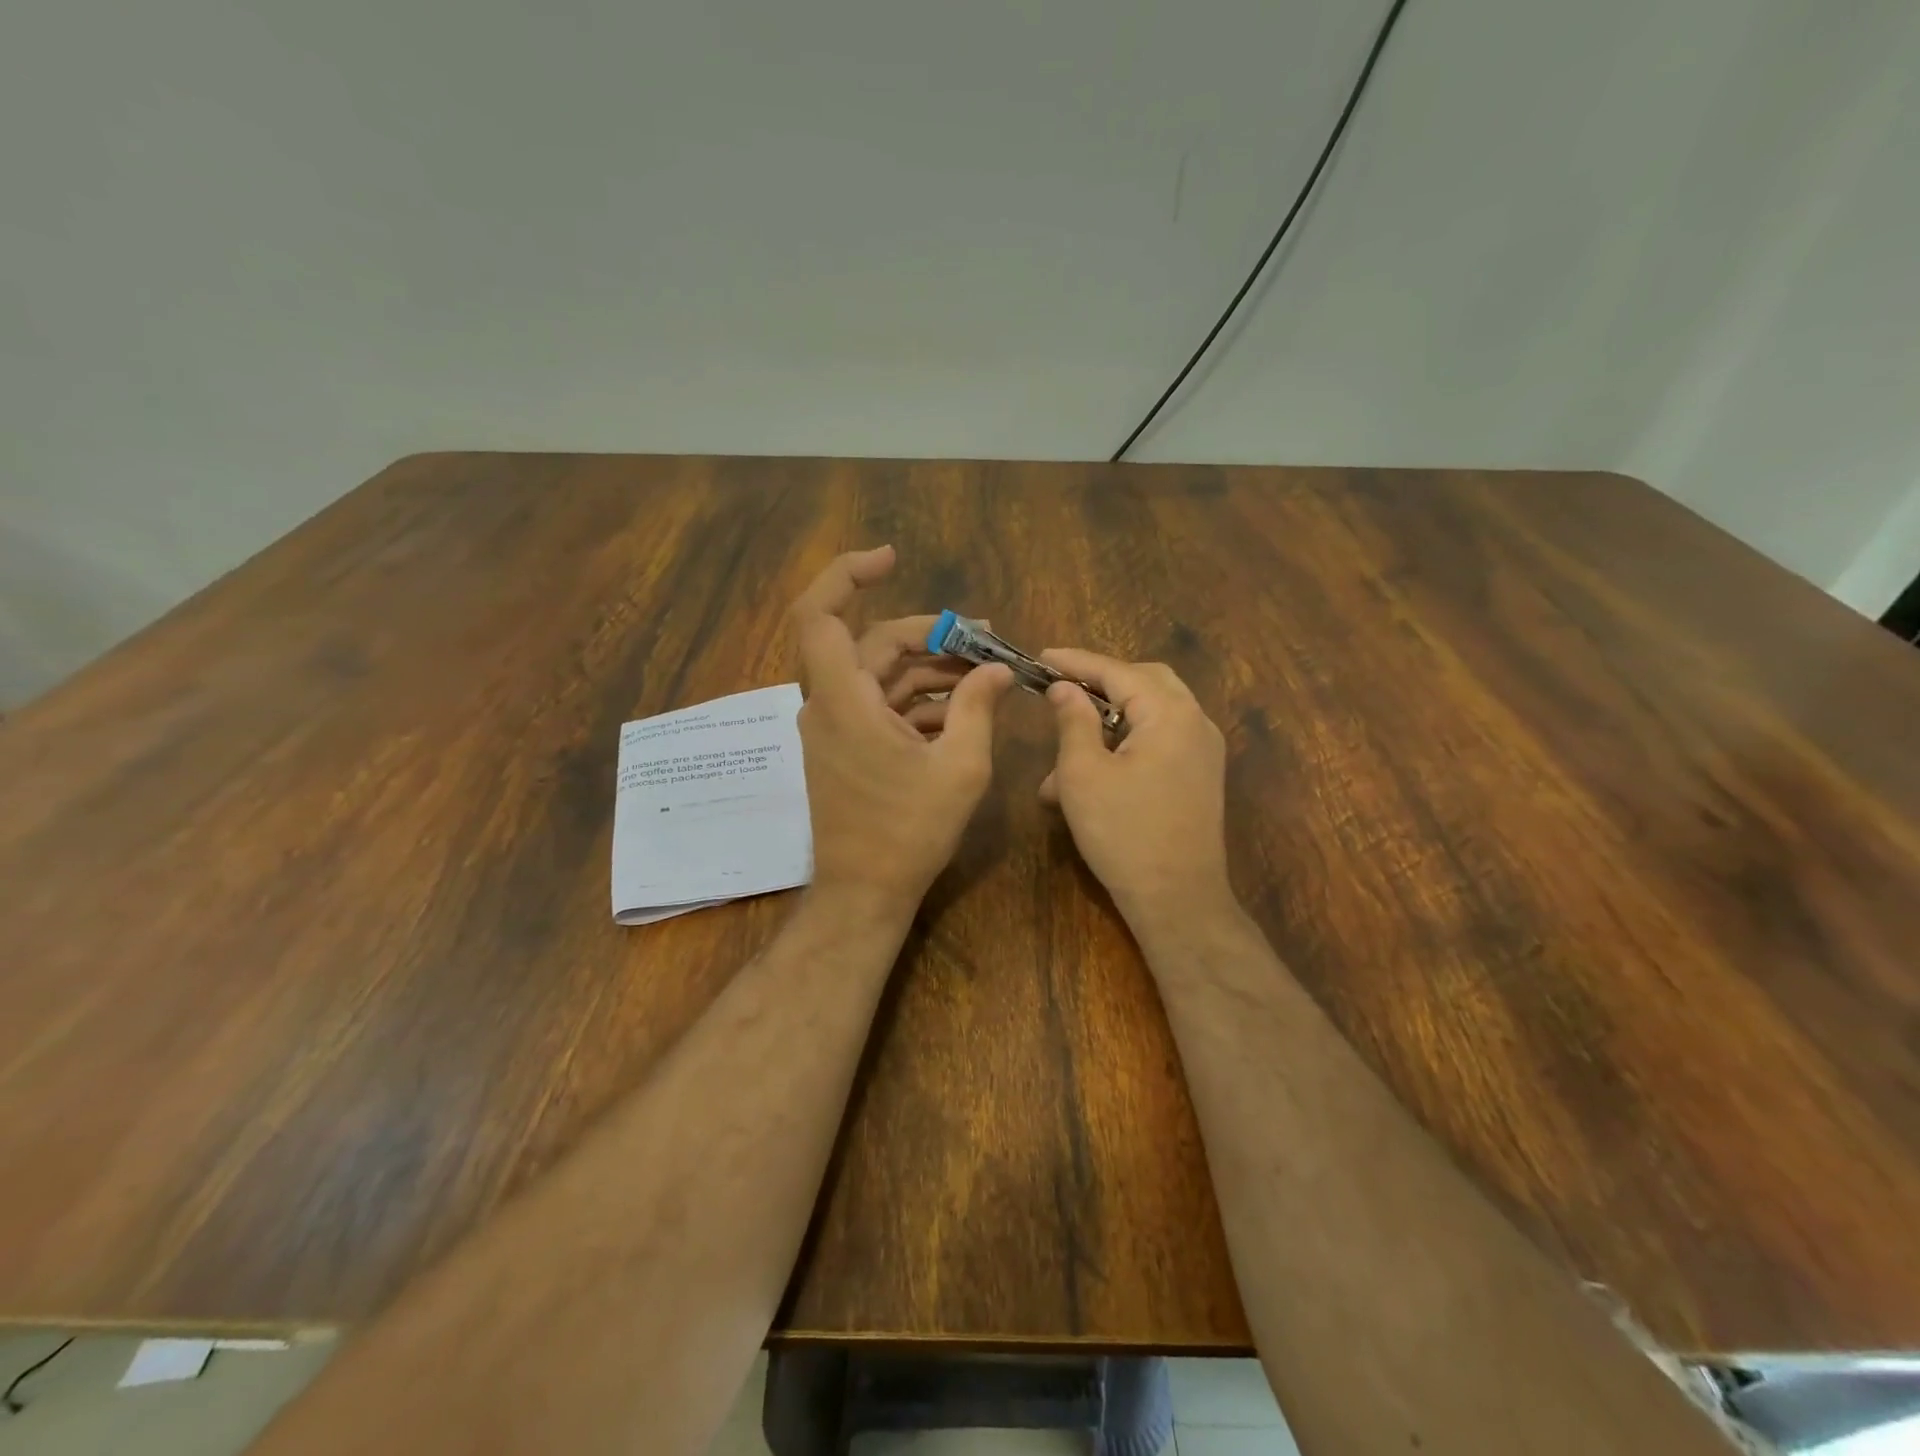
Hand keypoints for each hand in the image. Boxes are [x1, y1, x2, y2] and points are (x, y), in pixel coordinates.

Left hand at [791, 546, 1013, 916]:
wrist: (865, 893)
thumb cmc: (908, 832)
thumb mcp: (959, 767)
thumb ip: (978, 709)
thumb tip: (997, 669)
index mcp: (843, 700)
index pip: (818, 615)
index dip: (846, 575)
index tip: (892, 559)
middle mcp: (829, 705)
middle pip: (874, 643)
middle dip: (930, 635)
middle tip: (985, 640)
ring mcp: (836, 728)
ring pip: (881, 675)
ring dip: (931, 669)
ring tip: (986, 675)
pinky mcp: (846, 748)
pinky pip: (881, 706)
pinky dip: (918, 700)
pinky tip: (963, 710)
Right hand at [1038, 649, 1235, 930]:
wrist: (1177, 899)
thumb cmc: (1124, 832)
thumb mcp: (1083, 773)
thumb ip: (1073, 720)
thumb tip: (1064, 688)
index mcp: (1170, 714)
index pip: (1118, 671)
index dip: (1076, 662)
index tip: (1042, 656)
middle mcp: (1195, 723)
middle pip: (1144, 682)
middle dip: (1099, 684)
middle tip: (1060, 690)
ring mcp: (1202, 751)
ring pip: (1149, 715)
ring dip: (1105, 725)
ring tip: (1058, 762)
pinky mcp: (1198, 777)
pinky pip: (1158, 743)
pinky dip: (1123, 746)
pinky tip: (1087, 778)